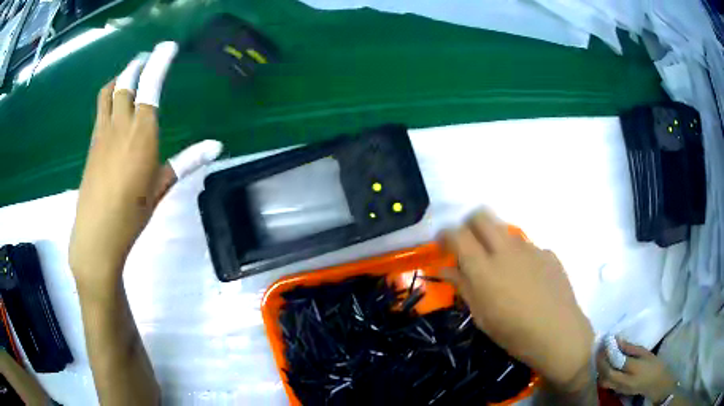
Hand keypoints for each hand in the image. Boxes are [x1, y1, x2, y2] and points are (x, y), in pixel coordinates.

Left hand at [69, 43, 221, 291]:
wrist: (97, 234)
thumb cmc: (132, 213)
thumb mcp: (161, 186)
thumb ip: (186, 160)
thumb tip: (217, 145)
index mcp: (142, 133)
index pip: (150, 85)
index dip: (160, 61)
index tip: (168, 46)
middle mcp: (120, 125)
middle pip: (125, 82)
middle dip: (136, 64)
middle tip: (147, 57)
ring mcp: (102, 133)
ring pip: (108, 92)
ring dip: (119, 77)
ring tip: (129, 74)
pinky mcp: (92, 143)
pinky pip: (100, 109)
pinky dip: (109, 97)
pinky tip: (114, 106)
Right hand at [441, 210, 594, 389]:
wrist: (558, 333)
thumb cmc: (513, 332)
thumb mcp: (481, 315)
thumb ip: (463, 286)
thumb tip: (445, 269)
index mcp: (484, 267)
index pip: (458, 234)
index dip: (446, 234)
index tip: (442, 244)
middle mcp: (506, 249)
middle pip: (482, 216)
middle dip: (469, 224)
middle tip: (468, 245)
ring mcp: (530, 248)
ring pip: (505, 232)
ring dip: (496, 241)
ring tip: (500, 268)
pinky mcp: (548, 253)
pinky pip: (527, 247)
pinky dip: (520, 257)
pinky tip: (527, 279)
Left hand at [599, 338, 677, 402]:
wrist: (655, 382)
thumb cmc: (653, 364)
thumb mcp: (645, 353)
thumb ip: (630, 348)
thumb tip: (617, 340)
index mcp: (634, 369)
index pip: (618, 361)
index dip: (610, 352)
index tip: (606, 341)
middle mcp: (625, 381)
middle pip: (607, 373)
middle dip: (601, 362)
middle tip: (600, 350)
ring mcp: (620, 389)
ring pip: (604, 381)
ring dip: (600, 370)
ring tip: (602, 357)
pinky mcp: (618, 392)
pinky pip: (607, 385)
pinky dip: (603, 376)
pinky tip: (605, 367)